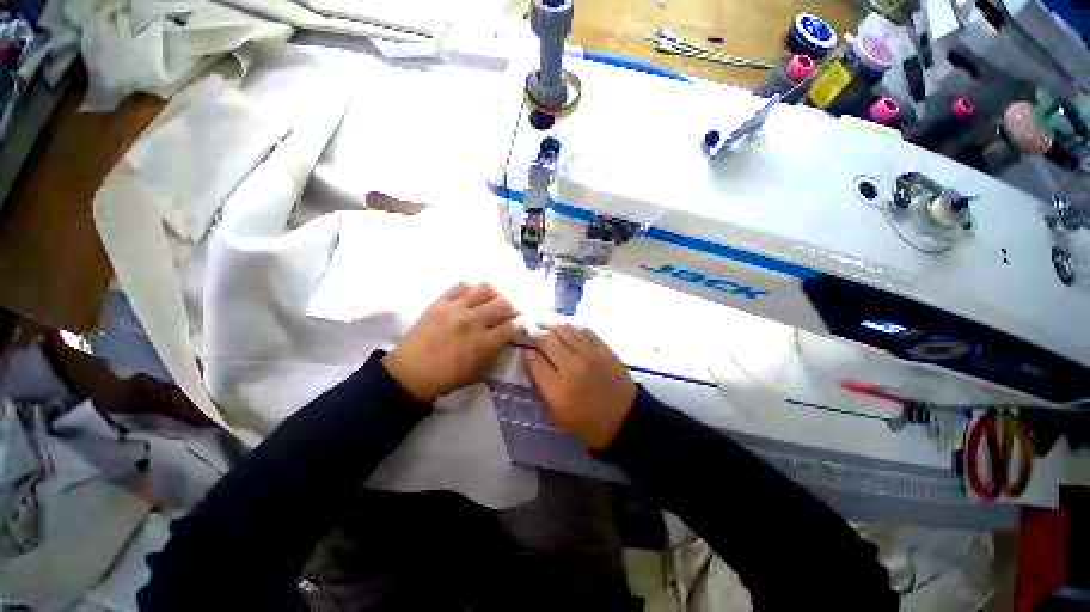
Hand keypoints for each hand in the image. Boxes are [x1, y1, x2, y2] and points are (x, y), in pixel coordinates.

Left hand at [383, 283, 521, 401]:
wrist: (409, 373)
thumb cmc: (446, 378)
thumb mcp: (478, 372)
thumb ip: (494, 353)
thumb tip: (505, 338)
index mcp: (482, 343)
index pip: (511, 327)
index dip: (520, 325)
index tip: (521, 324)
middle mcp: (472, 321)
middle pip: (502, 304)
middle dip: (513, 307)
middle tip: (512, 311)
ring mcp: (455, 308)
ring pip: (485, 290)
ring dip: (496, 294)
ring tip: (496, 299)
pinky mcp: (440, 302)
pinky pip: (461, 286)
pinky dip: (473, 287)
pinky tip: (476, 293)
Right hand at [521, 325, 635, 449]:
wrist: (624, 420)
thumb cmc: (587, 423)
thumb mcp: (556, 413)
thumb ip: (540, 386)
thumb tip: (529, 361)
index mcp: (558, 389)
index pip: (534, 360)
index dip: (525, 354)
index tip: (524, 352)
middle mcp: (572, 367)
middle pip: (547, 339)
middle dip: (535, 334)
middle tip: (531, 333)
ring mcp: (591, 355)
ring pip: (565, 329)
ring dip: (552, 325)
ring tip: (546, 327)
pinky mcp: (605, 349)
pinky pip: (584, 330)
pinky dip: (572, 327)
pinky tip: (566, 329)